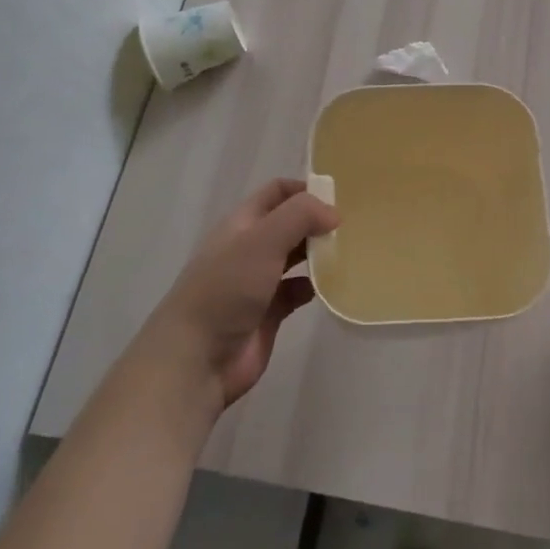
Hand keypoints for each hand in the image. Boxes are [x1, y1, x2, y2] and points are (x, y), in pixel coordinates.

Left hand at [144, 179, 339, 411]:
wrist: (196, 359)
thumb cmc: (226, 289)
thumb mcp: (262, 240)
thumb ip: (300, 216)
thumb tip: (334, 214)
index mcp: (242, 224)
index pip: (276, 192)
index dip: (305, 189)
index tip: (339, 197)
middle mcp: (250, 248)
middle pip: (289, 224)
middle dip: (317, 221)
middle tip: (353, 225)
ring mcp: (258, 282)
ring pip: (295, 257)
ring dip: (319, 253)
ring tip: (350, 252)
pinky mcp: (269, 314)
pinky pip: (297, 292)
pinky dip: (314, 287)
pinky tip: (332, 287)